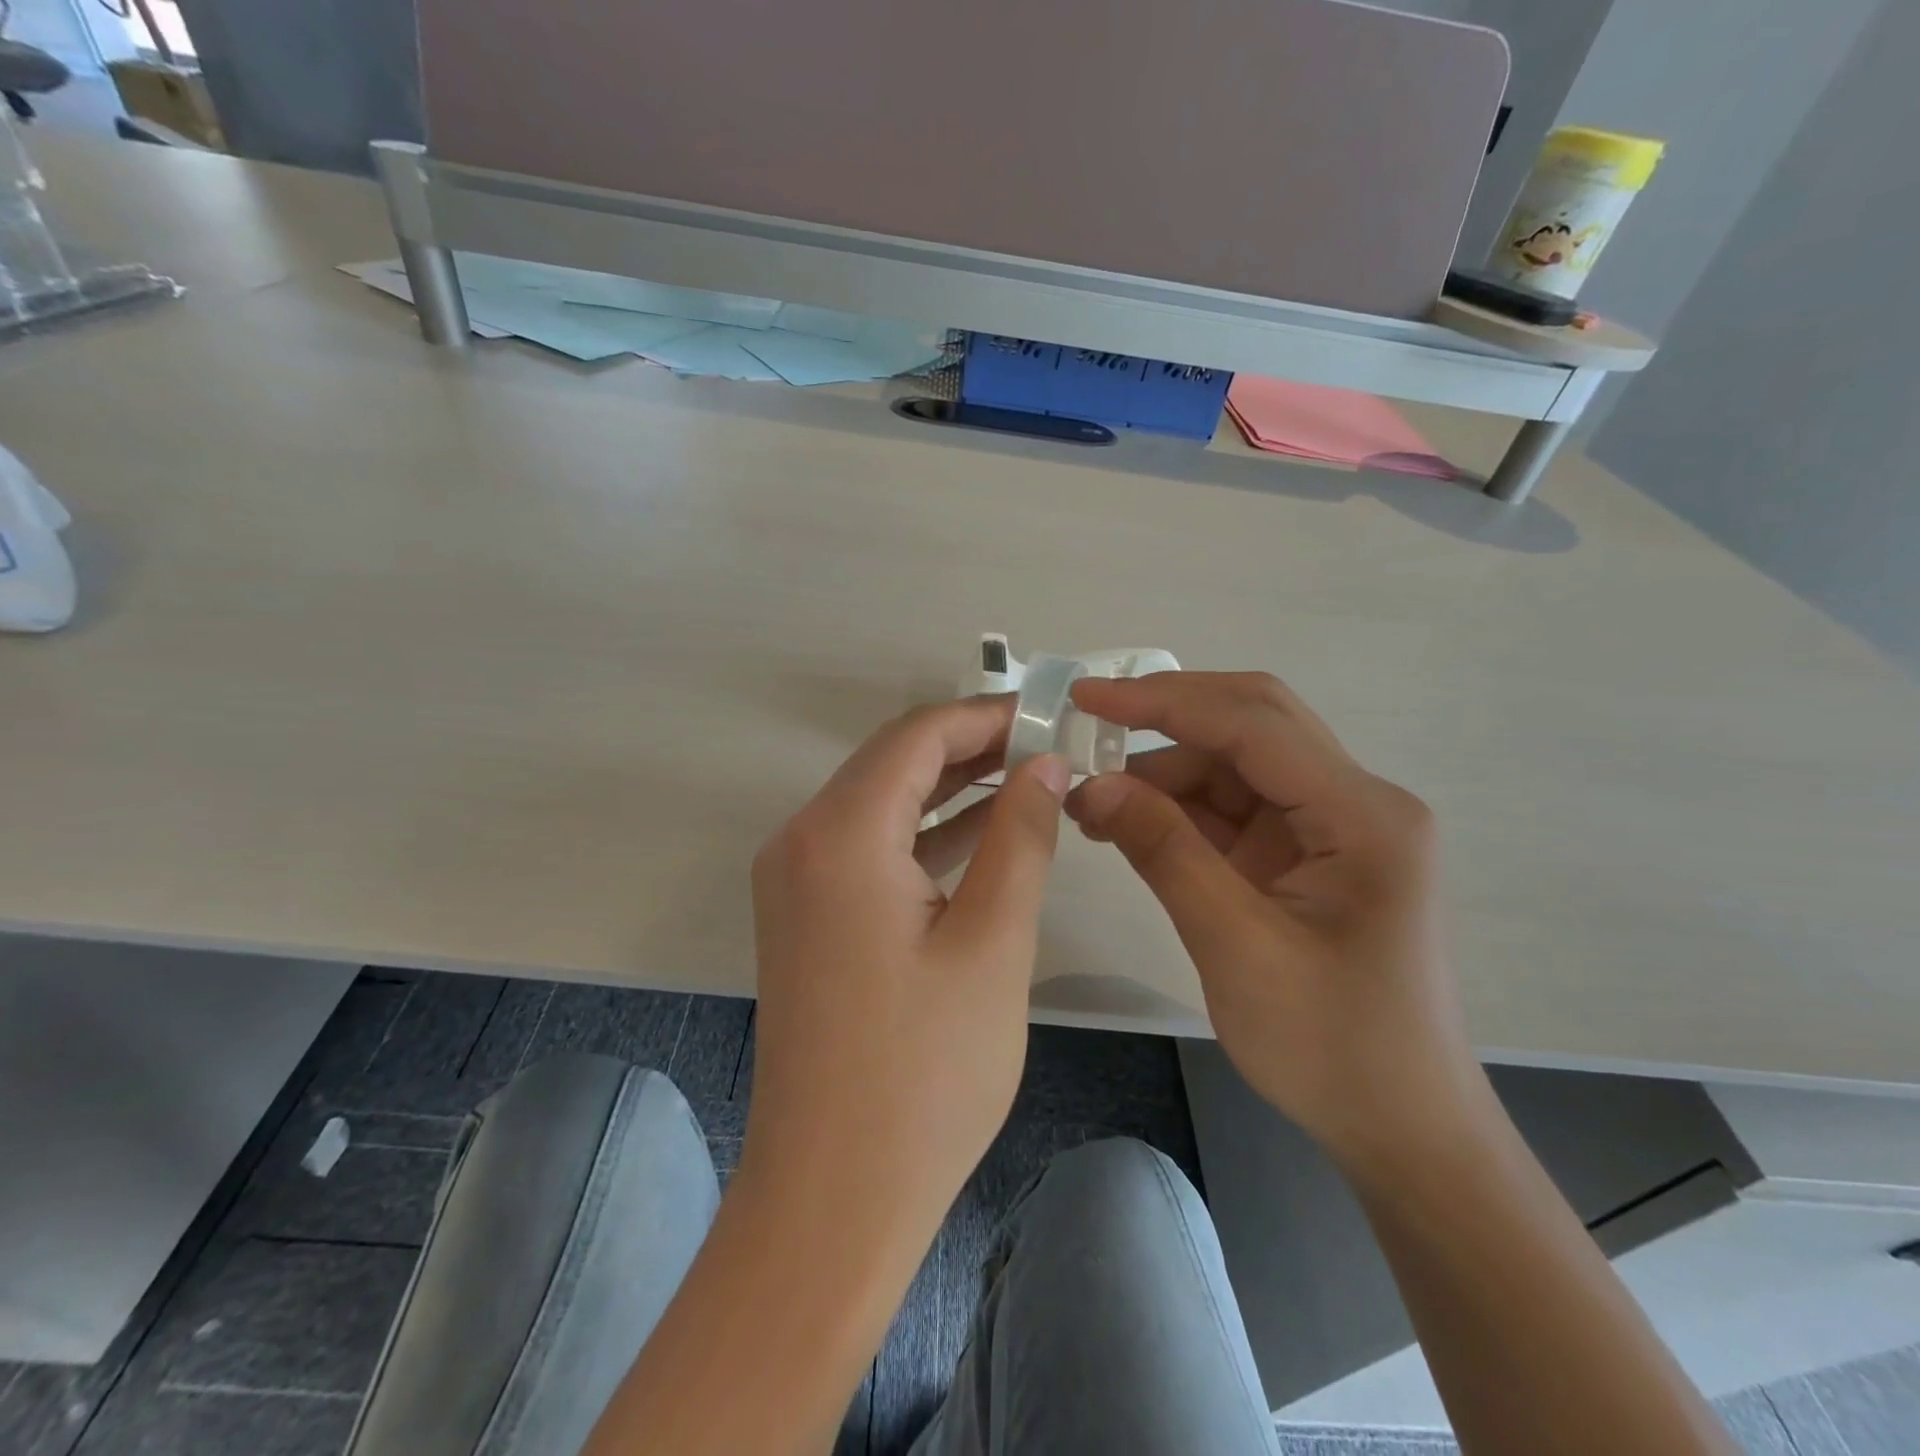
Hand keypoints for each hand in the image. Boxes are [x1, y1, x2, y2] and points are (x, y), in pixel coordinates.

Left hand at [743, 696, 1067, 1256]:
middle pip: (893, 761)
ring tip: (1029, 782)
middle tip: (1048, 748)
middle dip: (971, 747)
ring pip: (881, 802)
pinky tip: (982, 837)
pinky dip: (924, 834)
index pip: (917, 735)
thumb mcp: (994, 942)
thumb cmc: (925, 1073)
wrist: (833, 1196)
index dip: (986, 717)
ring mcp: (795, 881)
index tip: (1049, 717)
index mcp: (840, 835)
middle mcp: (801, 841)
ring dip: (950, 789)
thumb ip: (1021, 836)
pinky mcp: (805, 916)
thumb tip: (1046, 765)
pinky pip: (868, 848)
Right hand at [1066, 672, 1485, 1172]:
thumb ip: (1165, 853)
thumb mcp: (1235, 947)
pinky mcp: (1304, 854)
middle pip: (1251, 725)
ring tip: (1094, 802)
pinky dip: (1177, 809)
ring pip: (1234, 765)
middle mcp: (1354, 802)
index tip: (1086, 697)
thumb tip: (1093, 785)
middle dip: (1166, 719)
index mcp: (1361, 815)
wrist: (1402, 1128)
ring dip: (1163, 772)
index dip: (1163, 702)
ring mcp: (1330, 827)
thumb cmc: (1333, 1047)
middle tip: (1088, 727)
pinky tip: (1127, 824)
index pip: (1252, 725)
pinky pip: (1232, 808)